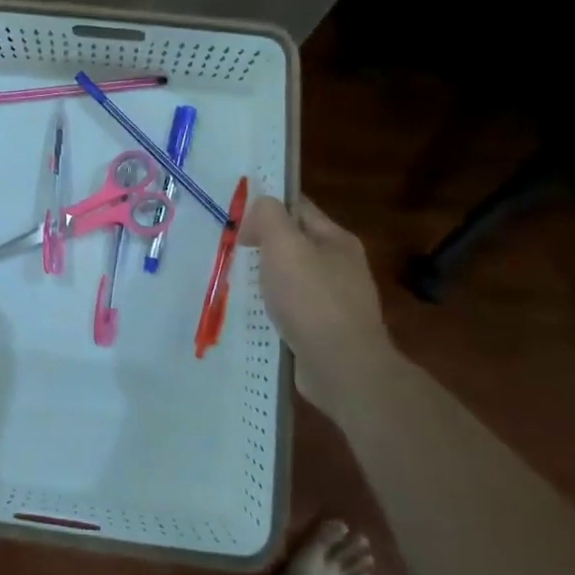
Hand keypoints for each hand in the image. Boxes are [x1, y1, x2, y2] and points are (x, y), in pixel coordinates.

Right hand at [243, 195, 394, 411]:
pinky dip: (275, 310)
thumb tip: (259, 209)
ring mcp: (337, 302)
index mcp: (337, 239)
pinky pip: (294, 311)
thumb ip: (269, 216)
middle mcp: (342, 266)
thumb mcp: (284, 244)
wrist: (342, 368)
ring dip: (268, 280)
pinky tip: (255, 317)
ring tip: (237, 284)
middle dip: (265, 245)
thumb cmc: (311, 298)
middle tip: (232, 251)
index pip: (299, 208)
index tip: (237, 216)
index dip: (268, 206)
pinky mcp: (327, 332)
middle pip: (296, 244)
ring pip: (293, 279)